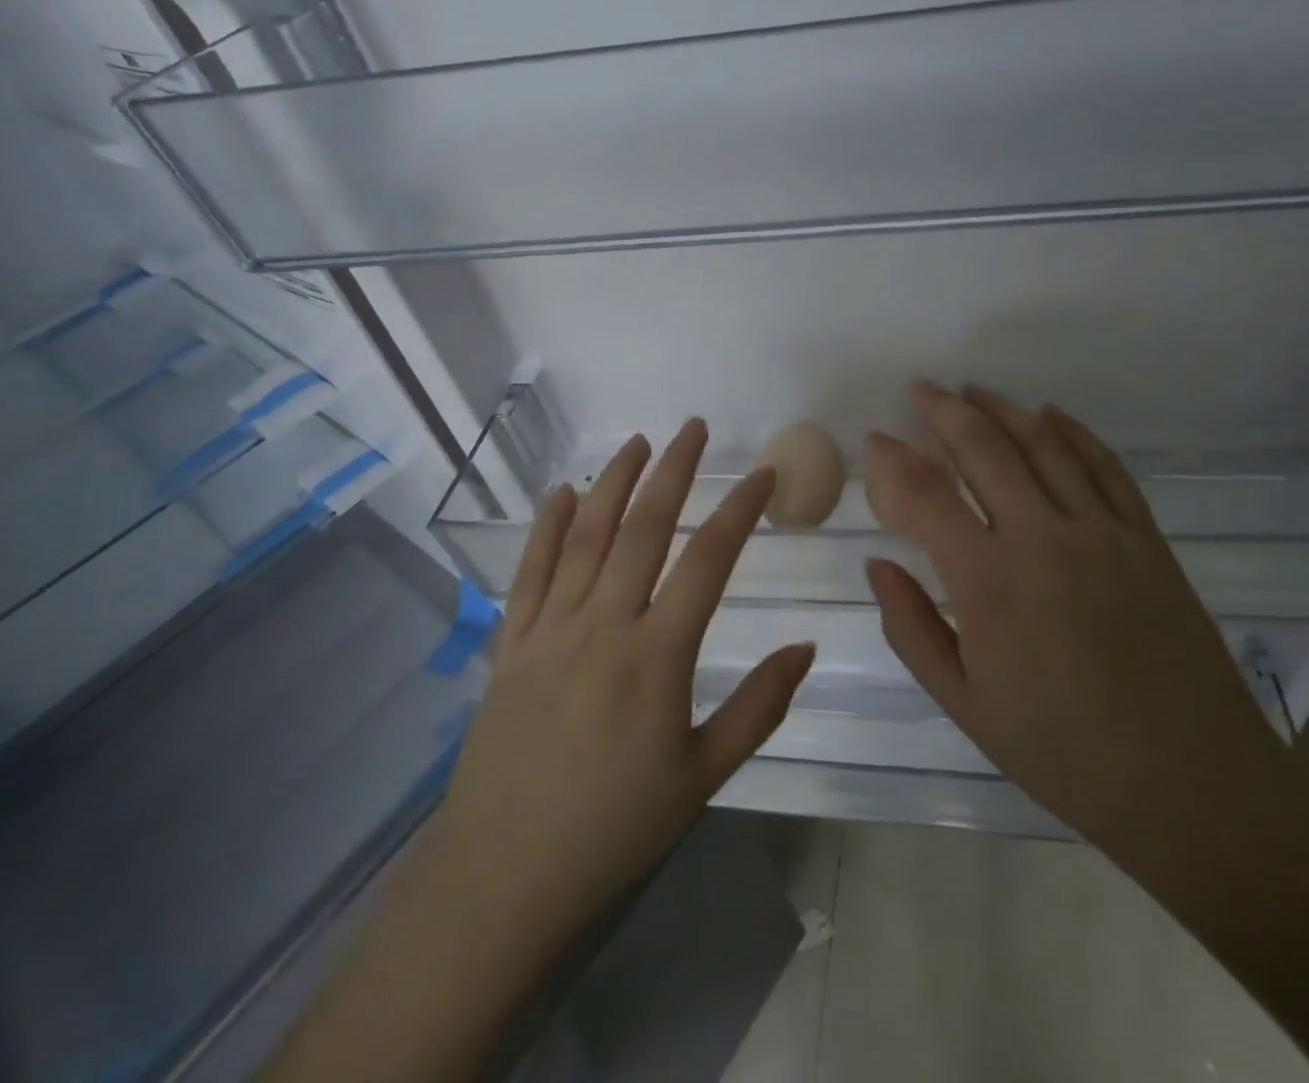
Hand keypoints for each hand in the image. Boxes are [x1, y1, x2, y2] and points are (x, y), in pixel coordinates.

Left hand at [428, 420, 813, 971]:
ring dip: (613, 482)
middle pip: (643, 528)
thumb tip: (806, 646)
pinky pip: (529, 571)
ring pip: (585, 536)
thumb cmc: (614, 830)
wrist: (502, 879)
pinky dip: (546, 526)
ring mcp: (550, 629)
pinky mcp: (510, 644)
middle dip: (673, 470)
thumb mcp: (703, 777)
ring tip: (638, 441)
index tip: (763, 474)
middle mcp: (603, 625)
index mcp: (657, 655)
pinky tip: (560, 492)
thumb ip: (759, 706)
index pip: (708, 560)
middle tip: (694, 428)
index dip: (740, 509)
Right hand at [863, 382, 1282, 851]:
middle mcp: (1042, 539)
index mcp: (989, 583)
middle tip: (921, 388)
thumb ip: (911, 628)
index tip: (875, 439)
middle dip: (945, 410)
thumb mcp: (965, 704)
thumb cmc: (1063, 752)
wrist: (1191, 782)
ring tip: (972, 390)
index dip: (893, 460)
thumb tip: (879, 564)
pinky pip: (1105, 466)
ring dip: (1003, 409)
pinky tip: (1050, 414)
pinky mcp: (1145, 537)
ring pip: (1043, 445)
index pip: (926, 496)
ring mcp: (1101, 532)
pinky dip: (1074, 432)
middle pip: (984, 449)